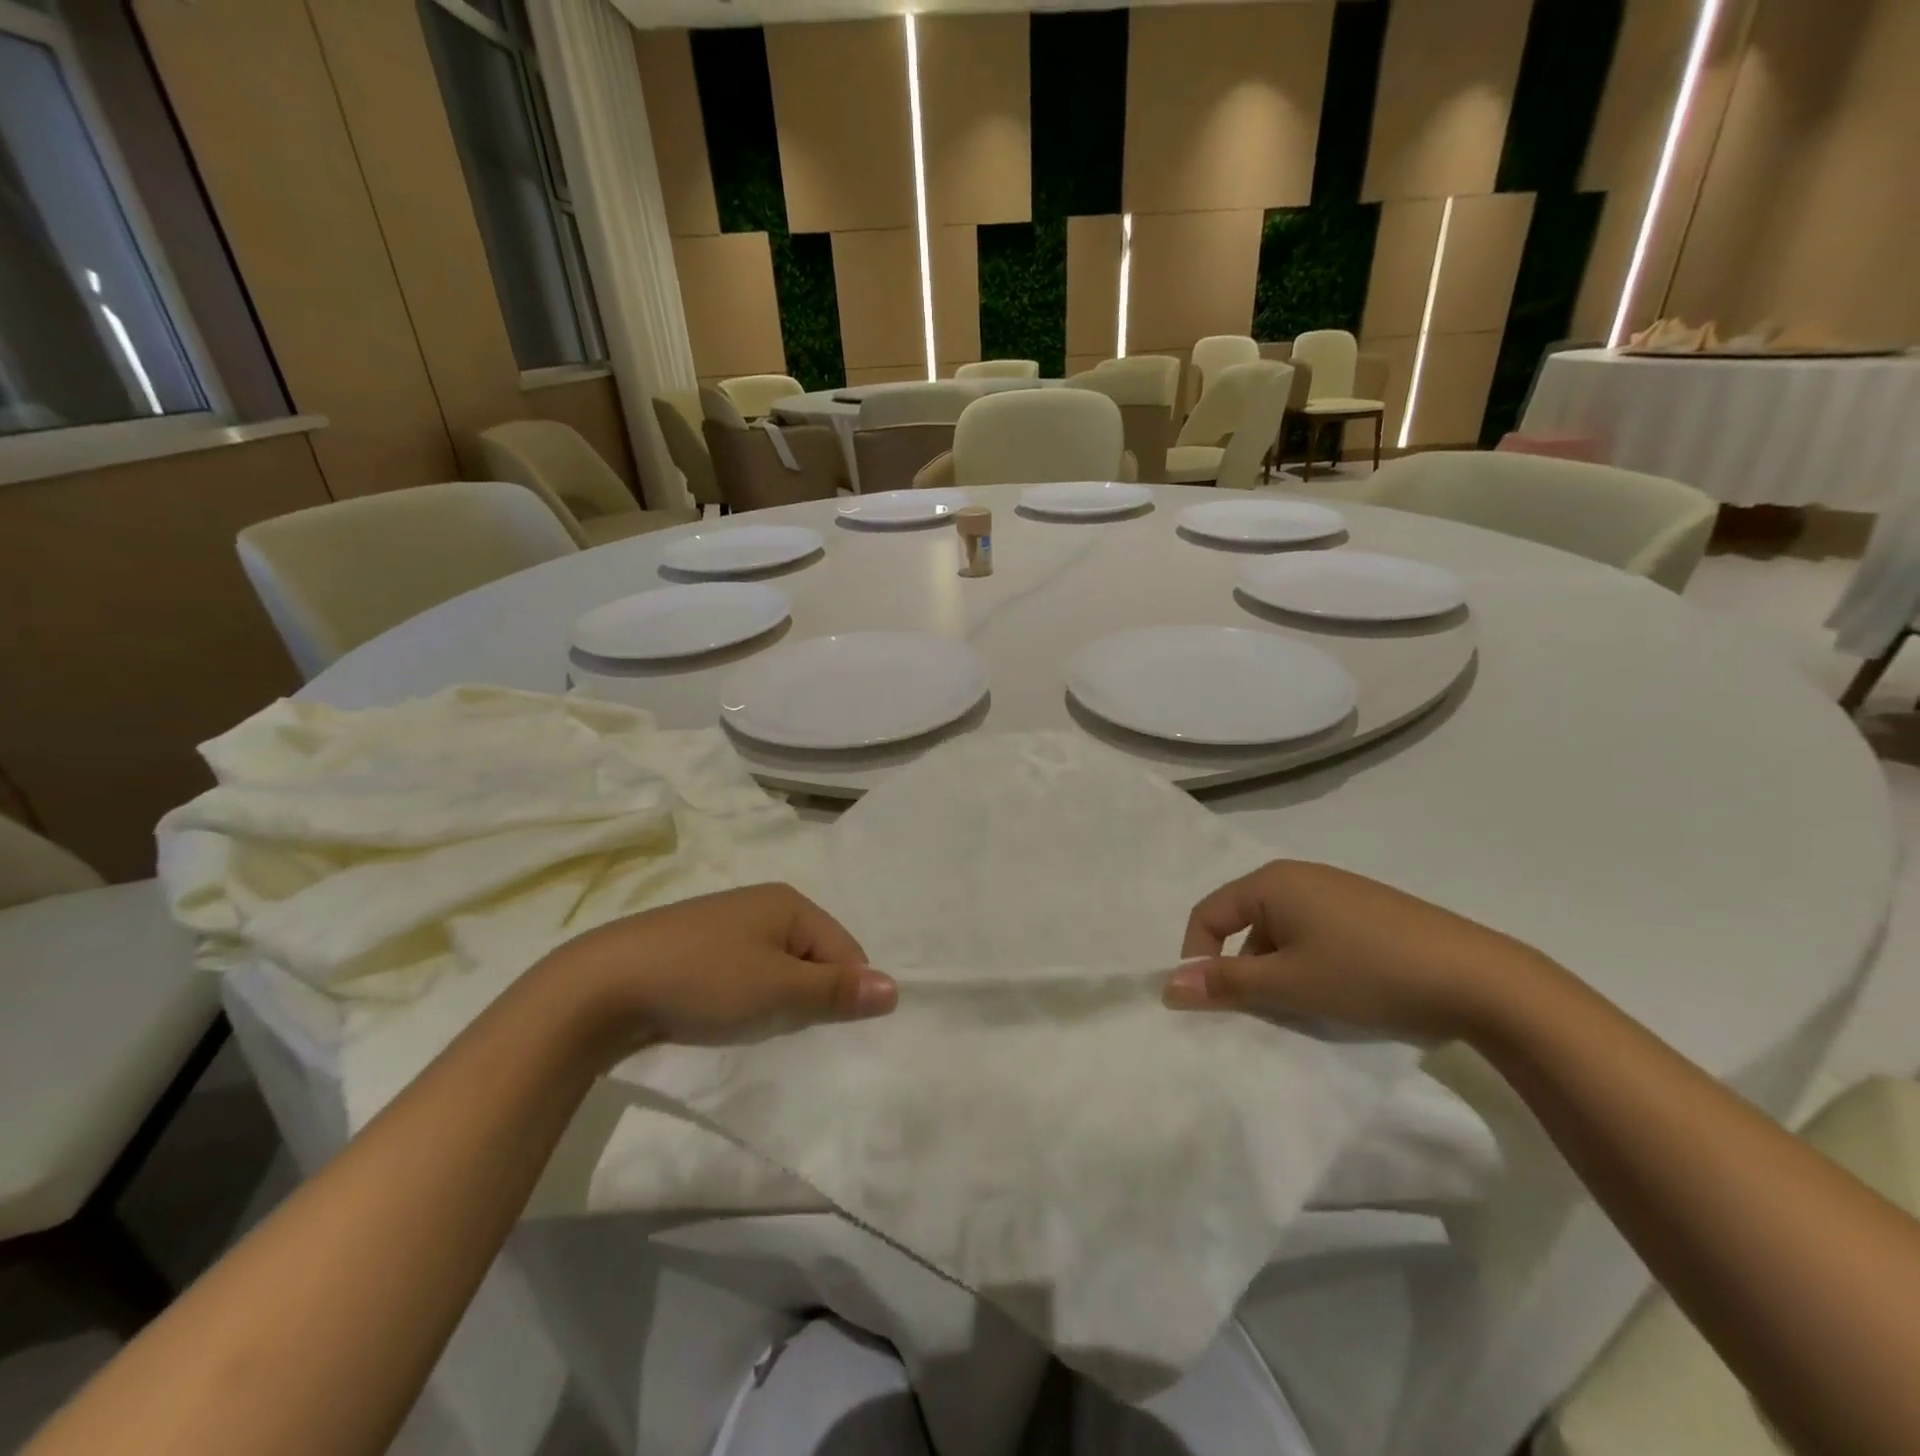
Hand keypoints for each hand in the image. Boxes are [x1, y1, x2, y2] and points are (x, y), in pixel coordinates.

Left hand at [536, 884, 895, 1056]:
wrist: (602, 986)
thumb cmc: (703, 981)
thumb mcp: (778, 990)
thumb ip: (838, 991)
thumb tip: (897, 989)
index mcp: (790, 903)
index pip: (846, 951)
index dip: (838, 993)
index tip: (806, 1024)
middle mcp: (763, 904)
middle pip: (813, 957)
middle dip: (804, 997)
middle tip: (774, 1022)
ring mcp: (727, 924)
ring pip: (778, 969)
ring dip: (774, 1000)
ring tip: (744, 1021)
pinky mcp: (698, 946)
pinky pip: (744, 972)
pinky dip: (743, 997)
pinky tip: (719, 1014)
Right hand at [1164, 860, 1556, 1042]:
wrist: (1479, 978)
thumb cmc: (1367, 974)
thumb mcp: (1289, 984)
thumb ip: (1225, 983)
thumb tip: (1169, 985)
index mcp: (1271, 882)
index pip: (1207, 914)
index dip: (1199, 958)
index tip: (1213, 1003)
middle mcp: (1298, 875)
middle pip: (1243, 920)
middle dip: (1242, 966)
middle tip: (1262, 1009)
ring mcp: (1336, 889)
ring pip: (1280, 929)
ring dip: (1277, 968)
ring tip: (1305, 1005)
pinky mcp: (1366, 908)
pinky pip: (1314, 931)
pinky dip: (1308, 961)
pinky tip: (1339, 990)